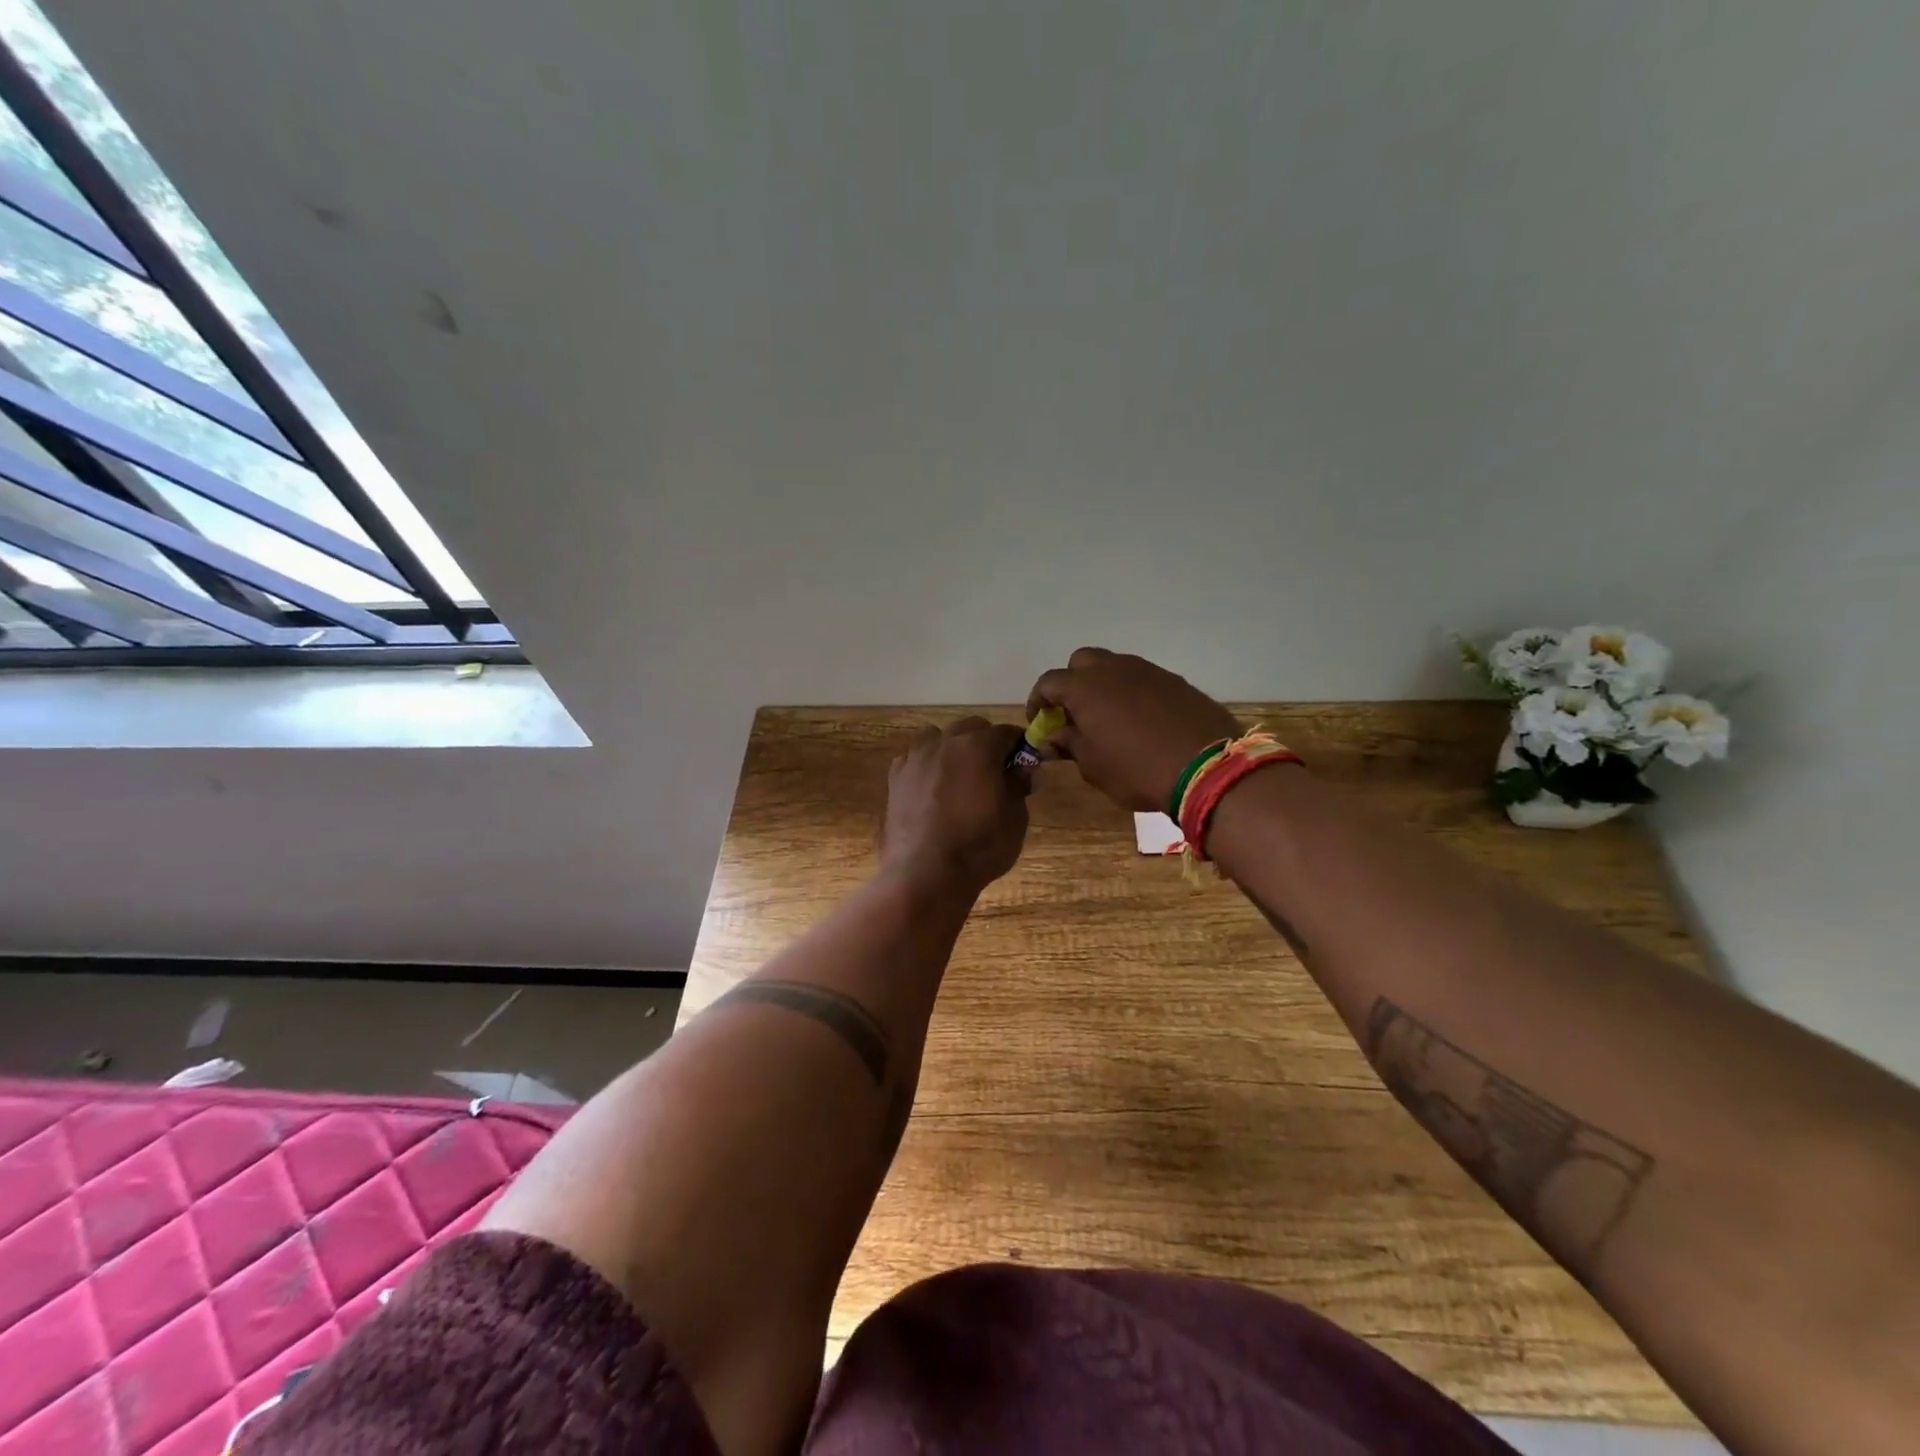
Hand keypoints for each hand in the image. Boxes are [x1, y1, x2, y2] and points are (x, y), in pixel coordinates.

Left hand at [880, 717, 1030, 893]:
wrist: (925, 874)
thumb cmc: (979, 846)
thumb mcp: (1015, 818)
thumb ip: (1019, 785)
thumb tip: (1025, 768)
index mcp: (978, 746)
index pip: (1007, 733)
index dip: (1019, 746)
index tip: (1024, 765)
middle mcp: (945, 742)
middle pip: (971, 728)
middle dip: (986, 743)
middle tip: (994, 773)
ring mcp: (915, 757)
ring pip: (938, 738)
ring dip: (952, 749)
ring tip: (960, 778)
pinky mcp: (895, 777)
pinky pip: (916, 759)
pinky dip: (927, 766)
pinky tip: (932, 791)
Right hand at [1027, 647, 1242, 811]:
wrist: (1208, 768)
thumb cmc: (1137, 770)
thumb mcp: (1093, 766)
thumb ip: (1070, 744)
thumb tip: (1055, 735)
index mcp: (1085, 687)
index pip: (1049, 682)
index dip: (1039, 701)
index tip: (1041, 723)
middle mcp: (1114, 669)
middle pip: (1081, 662)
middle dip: (1072, 683)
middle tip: (1074, 714)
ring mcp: (1148, 671)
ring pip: (1114, 667)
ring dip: (1103, 686)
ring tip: (1108, 718)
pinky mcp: (1175, 681)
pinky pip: (1142, 679)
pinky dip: (1132, 693)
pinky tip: (1140, 721)